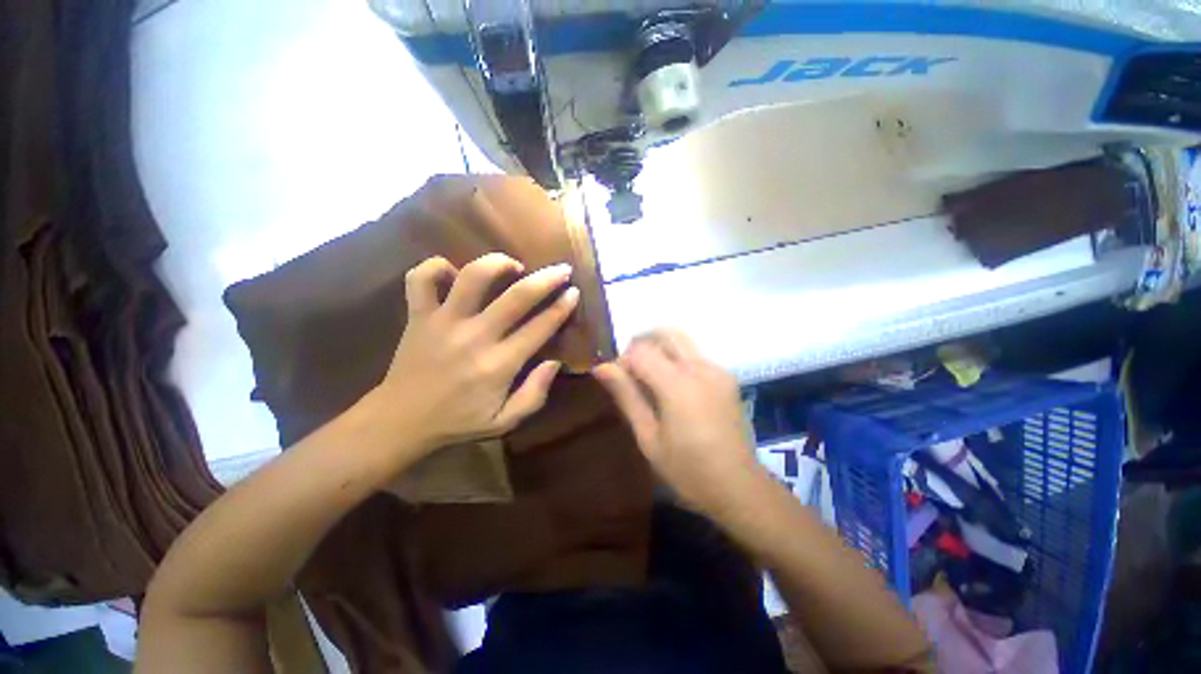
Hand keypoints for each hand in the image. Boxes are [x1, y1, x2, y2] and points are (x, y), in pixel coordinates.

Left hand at [373, 253, 577, 451]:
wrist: (400, 422)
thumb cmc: (458, 422)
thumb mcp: (505, 421)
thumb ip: (535, 394)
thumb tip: (555, 362)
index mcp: (499, 364)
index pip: (540, 327)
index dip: (562, 307)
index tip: (574, 292)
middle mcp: (475, 336)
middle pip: (516, 296)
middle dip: (545, 279)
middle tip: (561, 269)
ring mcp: (443, 322)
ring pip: (472, 276)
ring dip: (497, 262)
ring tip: (512, 265)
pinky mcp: (417, 316)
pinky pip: (421, 278)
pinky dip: (437, 266)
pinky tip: (454, 273)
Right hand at [593, 329, 760, 511]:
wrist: (738, 487)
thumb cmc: (687, 469)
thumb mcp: (648, 437)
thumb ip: (627, 396)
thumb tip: (601, 367)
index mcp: (678, 385)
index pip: (641, 351)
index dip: (623, 360)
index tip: (617, 380)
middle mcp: (700, 368)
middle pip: (665, 333)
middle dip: (641, 343)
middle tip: (631, 370)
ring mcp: (717, 370)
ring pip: (681, 340)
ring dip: (659, 348)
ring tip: (649, 377)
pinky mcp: (727, 376)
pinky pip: (694, 354)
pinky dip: (676, 358)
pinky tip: (672, 386)